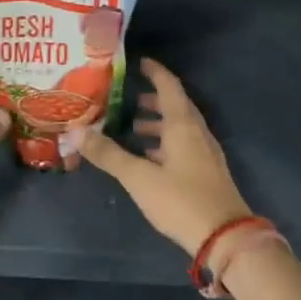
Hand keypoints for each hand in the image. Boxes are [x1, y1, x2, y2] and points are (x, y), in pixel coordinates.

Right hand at [79, 58, 251, 254]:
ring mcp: (205, 153)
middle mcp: (197, 133)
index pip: (169, 87)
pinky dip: (166, 144)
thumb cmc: (181, 200)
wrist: (224, 236)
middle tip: (129, 99)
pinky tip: (150, 159)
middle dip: (154, 100)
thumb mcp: (139, 177)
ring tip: (134, 129)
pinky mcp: (206, 173)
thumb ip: (108, 154)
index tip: (139, 63)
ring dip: (159, 124)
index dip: (155, 72)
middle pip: (176, 106)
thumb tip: (76, 131)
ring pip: (181, 128)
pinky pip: (184, 146)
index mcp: (183, 125)